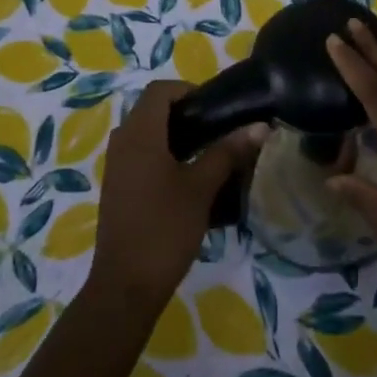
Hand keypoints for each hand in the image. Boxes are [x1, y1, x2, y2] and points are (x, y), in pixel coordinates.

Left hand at [89, 80, 264, 308]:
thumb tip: (260, 126)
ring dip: (176, 136)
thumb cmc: (164, 228)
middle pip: (152, 110)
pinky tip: (189, 180)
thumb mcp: (202, 188)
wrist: (125, 286)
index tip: (216, 109)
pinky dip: (164, 156)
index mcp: (139, 134)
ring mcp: (116, 167)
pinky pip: (140, 156)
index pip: (159, 90)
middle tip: (218, 130)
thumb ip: (228, 152)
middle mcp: (122, 143)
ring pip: (147, 134)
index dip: (188, 90)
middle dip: (186, 114)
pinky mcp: (117, 188)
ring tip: (209, 154)